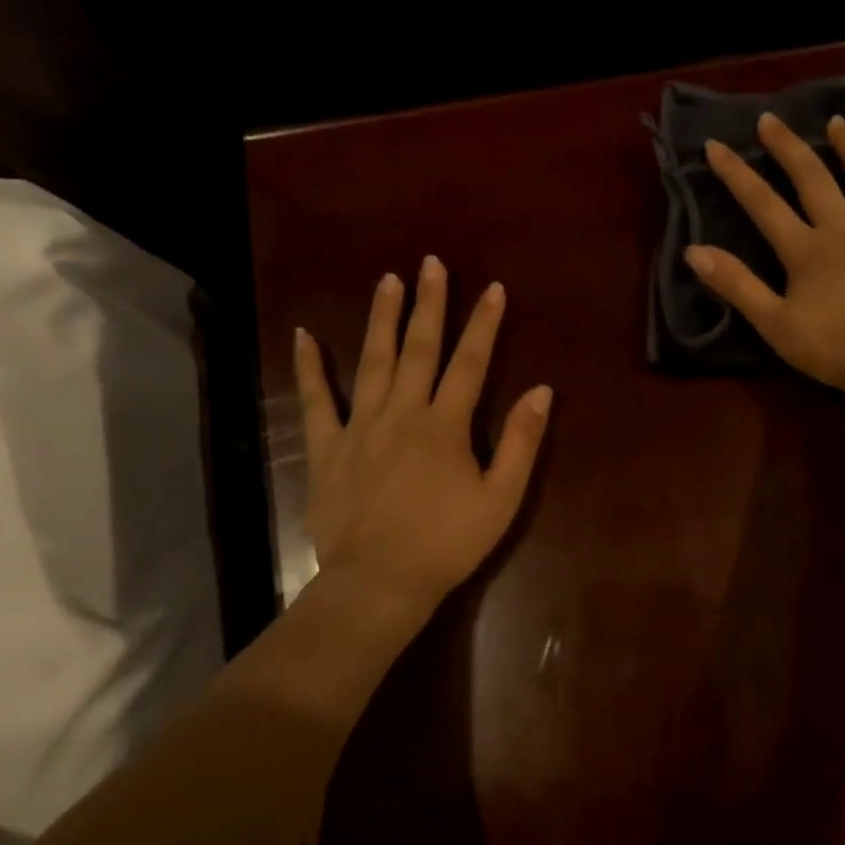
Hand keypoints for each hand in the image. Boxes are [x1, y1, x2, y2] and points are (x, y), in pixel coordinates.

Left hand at [293, 256, 551, 626]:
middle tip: (431, 263)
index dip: (483, 324)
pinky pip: (316, 401)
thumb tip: (540, 391)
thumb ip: (521, 443)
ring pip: (371, 362)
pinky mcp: (328, 448)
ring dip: (381, 319)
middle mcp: (402, 414)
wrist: (381, 581)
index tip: (493, 288)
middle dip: (429, 305)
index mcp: (445, 426)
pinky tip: (303, 336)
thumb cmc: (448, 543)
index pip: (470, 363)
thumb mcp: (501, 499)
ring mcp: (360, 428)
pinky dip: (309, 368)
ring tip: (387, 280)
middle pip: (418, 349)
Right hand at [687, 112, 844, 405]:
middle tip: (771, 120)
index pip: (763, 204)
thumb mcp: (774, 324)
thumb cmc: (835, 347)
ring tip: (837, 123)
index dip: (736, 174)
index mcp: (805, 250)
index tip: (715, 146)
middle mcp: (843, 229)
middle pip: (812, 178)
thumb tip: (694, 251)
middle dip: (788, 147)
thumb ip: (737, 286)